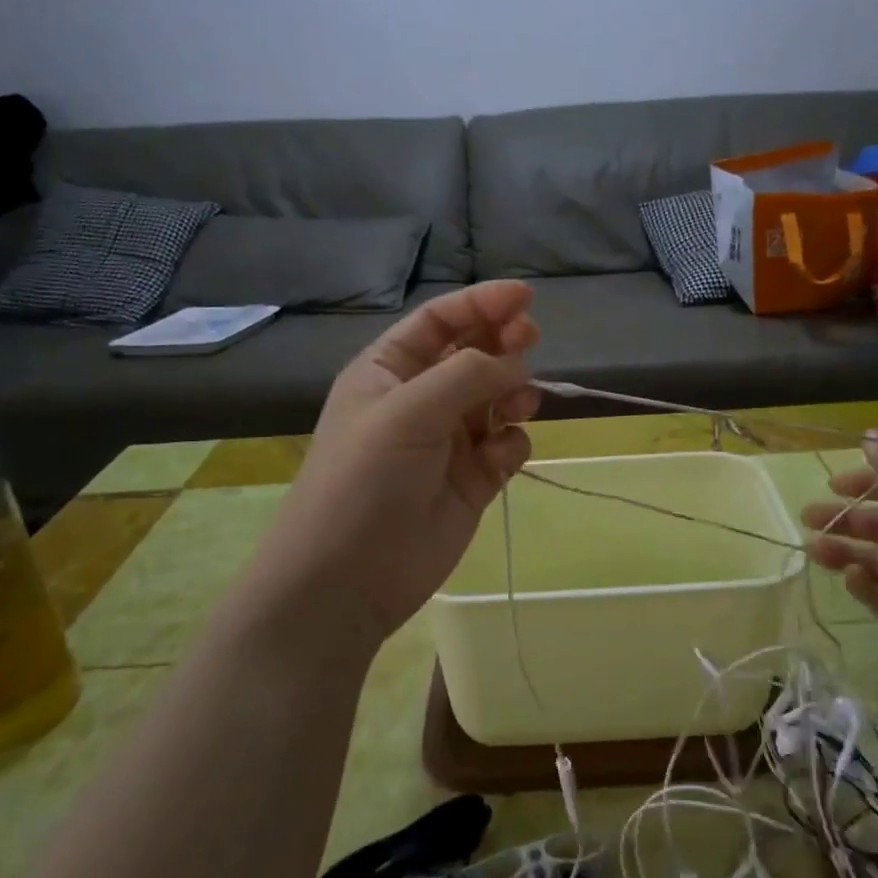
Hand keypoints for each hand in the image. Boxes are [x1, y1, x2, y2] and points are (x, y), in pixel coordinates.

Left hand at [251, 282, 540, 650]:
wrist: (348, 579)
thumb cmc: (365, 480)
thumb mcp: (408, 411)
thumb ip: (467, 374)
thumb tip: (516, 359)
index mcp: (389, 371)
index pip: (440, 322)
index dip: (481, 304)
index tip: (525, 297)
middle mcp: (420, 400)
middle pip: (473, 355)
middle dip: (502, 343)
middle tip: (530, 340)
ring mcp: (448, 441)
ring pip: (496, 399)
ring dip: (513, 392)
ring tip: (519, 402)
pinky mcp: (472, 481)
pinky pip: (506, 445)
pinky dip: (512, 443)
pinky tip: (501, 456)